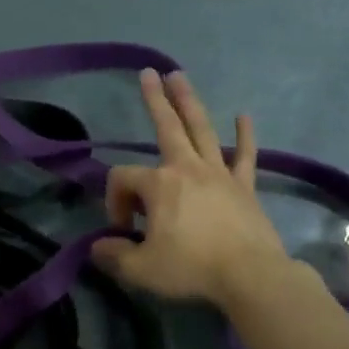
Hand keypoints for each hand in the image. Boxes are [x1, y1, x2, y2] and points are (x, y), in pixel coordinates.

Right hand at [92, 70, 291, 309]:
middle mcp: (187, 169)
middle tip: (148, 73)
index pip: (123, 179)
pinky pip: (245, 155)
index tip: (123, 232)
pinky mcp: (244, 187)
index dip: (115, 202)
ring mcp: (219, 174)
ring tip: (180, 77)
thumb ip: (115, 255)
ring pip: (202, 130)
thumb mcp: (141, 269)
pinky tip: (244, 116)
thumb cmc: (191, 268)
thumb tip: (98, 247)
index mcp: (159, 185)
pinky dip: (245, 135)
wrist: (250, 275)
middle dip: (155, 100)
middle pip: (167, 127)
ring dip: (190, 102)